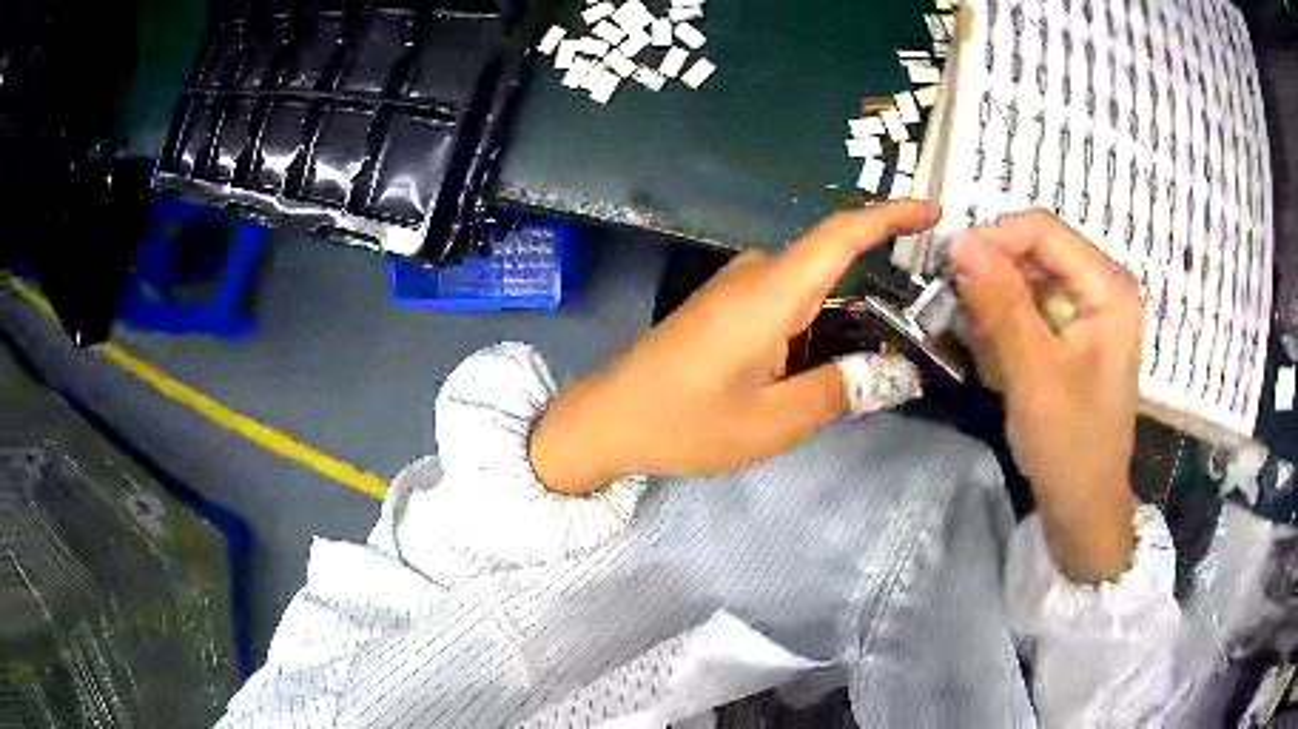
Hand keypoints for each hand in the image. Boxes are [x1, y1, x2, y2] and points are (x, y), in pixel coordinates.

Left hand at [530, 201, 935, 494]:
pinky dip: (822, 319)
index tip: (932, 209)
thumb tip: (898, 374)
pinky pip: (789, 299)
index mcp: (772, 291)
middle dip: (882, 278)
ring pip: (813, 284)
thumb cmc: (686, 421)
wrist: (608, 418)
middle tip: (928, 313)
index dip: (890, 214)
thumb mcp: (773, 420)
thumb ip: (840, 390)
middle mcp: (757, 274)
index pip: (841, 233)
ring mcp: (737, 286)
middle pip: (833, 259)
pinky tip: (839, 354)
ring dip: (852, 307)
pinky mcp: (727, 304)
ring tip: (892, 344)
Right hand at [950, 211, 1140, 582]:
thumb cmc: (1069, 444)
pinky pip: (1029, 311)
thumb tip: (957, 239)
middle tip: (964, 324)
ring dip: (996, 315)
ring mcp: (1088, 310)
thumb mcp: (1033, 373)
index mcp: (1108, 286)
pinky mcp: (1073, 334)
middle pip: (1033, 253)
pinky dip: (1006, 334)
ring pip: (1025, 282)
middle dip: (994, 284)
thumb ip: (999, 303)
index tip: (949, 273)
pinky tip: (1002, 371)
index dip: (993, 241)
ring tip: (990, 362)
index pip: (1042, 230)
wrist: (1082, 507)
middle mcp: (1101, 286)